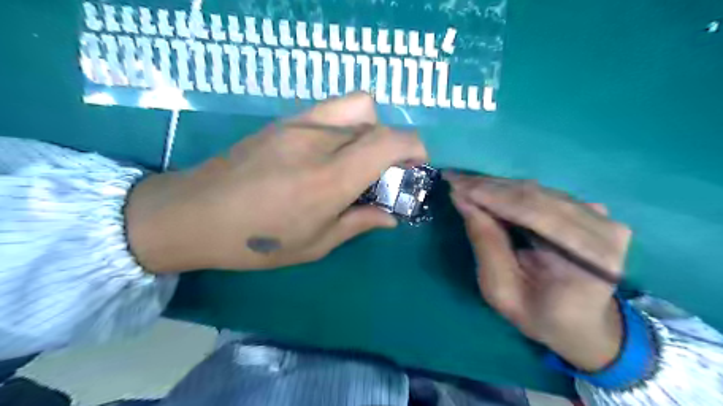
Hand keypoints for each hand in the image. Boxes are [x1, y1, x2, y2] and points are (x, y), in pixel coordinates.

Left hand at [125, 92, 428, 271]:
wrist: (193, 214)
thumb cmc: (255, 241)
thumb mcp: (314, 244)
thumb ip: (359, 223)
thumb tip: (391, 216)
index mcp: (330, 179)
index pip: (388, 141)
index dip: (414, 147)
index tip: (417, 165)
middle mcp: (319, 141)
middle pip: (377, 123)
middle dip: (393, 146)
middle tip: (385, 173)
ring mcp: (299, 124)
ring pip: (357, 106)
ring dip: (371, 128)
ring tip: (359, 157)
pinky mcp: (284, 120)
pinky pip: (331, 109)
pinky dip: (347, 123)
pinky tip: (331, 151)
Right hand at [448, 175, 633, 371]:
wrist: (582, 326)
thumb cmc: (539, 316)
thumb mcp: (501, 290)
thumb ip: (486, 244)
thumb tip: (464, 201)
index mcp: (589, 258)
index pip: (534, 212)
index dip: (492, 196)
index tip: (455, 185)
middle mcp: (604, 229)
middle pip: (536, 196)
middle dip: (489, 187)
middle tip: (454, 179)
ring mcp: (602, 217)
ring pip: (538, 191)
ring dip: (498, 187)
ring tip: (466, 184)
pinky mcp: (593, 212)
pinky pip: (544, 194)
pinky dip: (512, 192)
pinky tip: (490, 192)